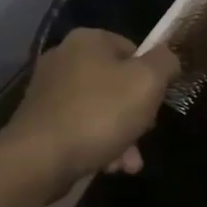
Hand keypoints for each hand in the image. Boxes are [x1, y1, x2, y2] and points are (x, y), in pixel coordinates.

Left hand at [3, 29, 180, 193]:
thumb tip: (167, 58)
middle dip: (135, 115)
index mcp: (88, 40)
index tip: (156, 104)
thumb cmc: (99, 113)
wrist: (39, 158)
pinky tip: (107, 167)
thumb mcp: (147, 82)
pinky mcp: (40, 120)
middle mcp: (64, 57)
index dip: (151, 77)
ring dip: (120, 137)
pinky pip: (79, 127)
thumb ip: (165, 63)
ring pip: (99, 110)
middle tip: (143, 135)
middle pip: (116, 83)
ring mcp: (48, 89)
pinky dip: (96, 144)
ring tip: (128, 164)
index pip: (132, 50)